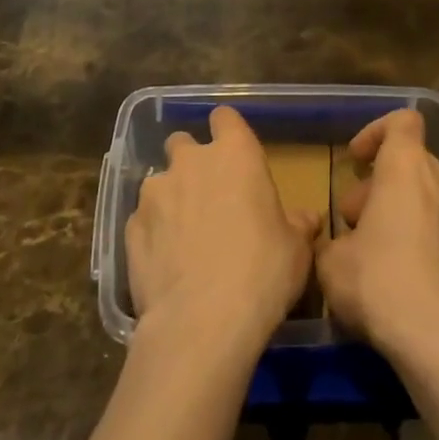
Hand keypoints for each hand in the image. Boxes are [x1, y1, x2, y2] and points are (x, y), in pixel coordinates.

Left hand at [126, 106, 320, 355]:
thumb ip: (299, 225)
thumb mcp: (297, 250)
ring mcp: (155, 192)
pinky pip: (143, 220)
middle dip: (191, 162)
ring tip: (183, 236)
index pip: (225, 117)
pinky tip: (164, 263)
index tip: (234, 153)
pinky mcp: (130, 227)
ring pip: (159, 182)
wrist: (201, 322)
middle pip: (183, 142)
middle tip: (207, 195)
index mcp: (235, 153)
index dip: (227, 132)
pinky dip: (152, 233)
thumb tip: (308, 218)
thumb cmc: (262, 272)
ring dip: (170, 198)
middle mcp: (190, 161)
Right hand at [317, 109, 438, 362]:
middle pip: (409, 162)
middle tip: (353, 222)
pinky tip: (400, 277)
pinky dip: (420, 237)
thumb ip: (328, 241)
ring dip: (399, 210)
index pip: (402, 121)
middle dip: (378, 184)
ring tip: (373, 251)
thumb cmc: (379, 282)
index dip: (376, 132)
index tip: (356, 161)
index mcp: (406, 167)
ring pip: (426, 195)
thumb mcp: (330, 261)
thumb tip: (336, 244)